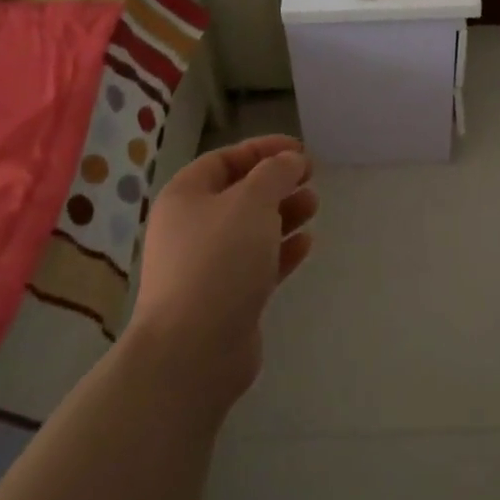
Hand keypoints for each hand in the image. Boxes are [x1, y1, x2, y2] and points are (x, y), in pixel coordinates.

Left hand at [129, 135, 318, 407]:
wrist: (193, 349)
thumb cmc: (219, 260)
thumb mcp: (252, 201)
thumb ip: (275, 173)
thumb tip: (290, 160)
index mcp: (185, 197)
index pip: (224, 159)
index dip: (262, 149)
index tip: (300, 150)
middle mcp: (191, 228)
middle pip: (239, 194)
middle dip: (277, 183)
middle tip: (312, 178)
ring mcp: (207, 265)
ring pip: (251, 229)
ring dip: (284, 214)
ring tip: (314, 205)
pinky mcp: (226, 298)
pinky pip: (258, 263)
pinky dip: (282, 250)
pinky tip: (306, 243)